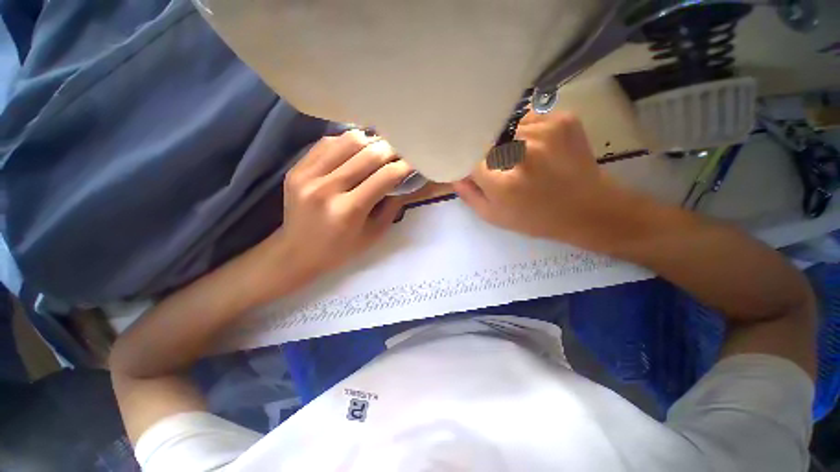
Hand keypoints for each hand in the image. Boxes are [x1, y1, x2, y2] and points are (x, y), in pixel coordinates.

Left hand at [271, 130, 411, 277]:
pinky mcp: (296, 169)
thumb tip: (406, 181)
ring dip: (371, 141)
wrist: (297, 252)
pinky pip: (327, 143)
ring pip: (348, 141)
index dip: (405, 166)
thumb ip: (392, 206)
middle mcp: (327, 189)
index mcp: (348, 211)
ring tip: (380, 148)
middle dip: (392, 149)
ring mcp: (307, 176)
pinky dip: (348, 142)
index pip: (385, 177)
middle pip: (368, 154)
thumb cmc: (341, 250)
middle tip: (402, 151)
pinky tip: (357, 150)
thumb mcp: (374, 234)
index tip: (415, 162)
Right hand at [453, 111, 625, 249]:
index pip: (470, 159)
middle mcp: (522, 152)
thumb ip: (470, 195)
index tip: (472, 167)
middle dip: (487, 151)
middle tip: (497, 164)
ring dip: (507, 139)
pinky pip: (530, 117)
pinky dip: (526, 129)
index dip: (470, 162)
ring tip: (519, 156)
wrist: (588, 209)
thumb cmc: (536, 218)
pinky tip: (535, 146)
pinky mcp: (563, 119)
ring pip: (508, 126)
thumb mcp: (495, 217)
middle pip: (488, 139)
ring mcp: (545, 131)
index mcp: (503, 182)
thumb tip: (455, 174)